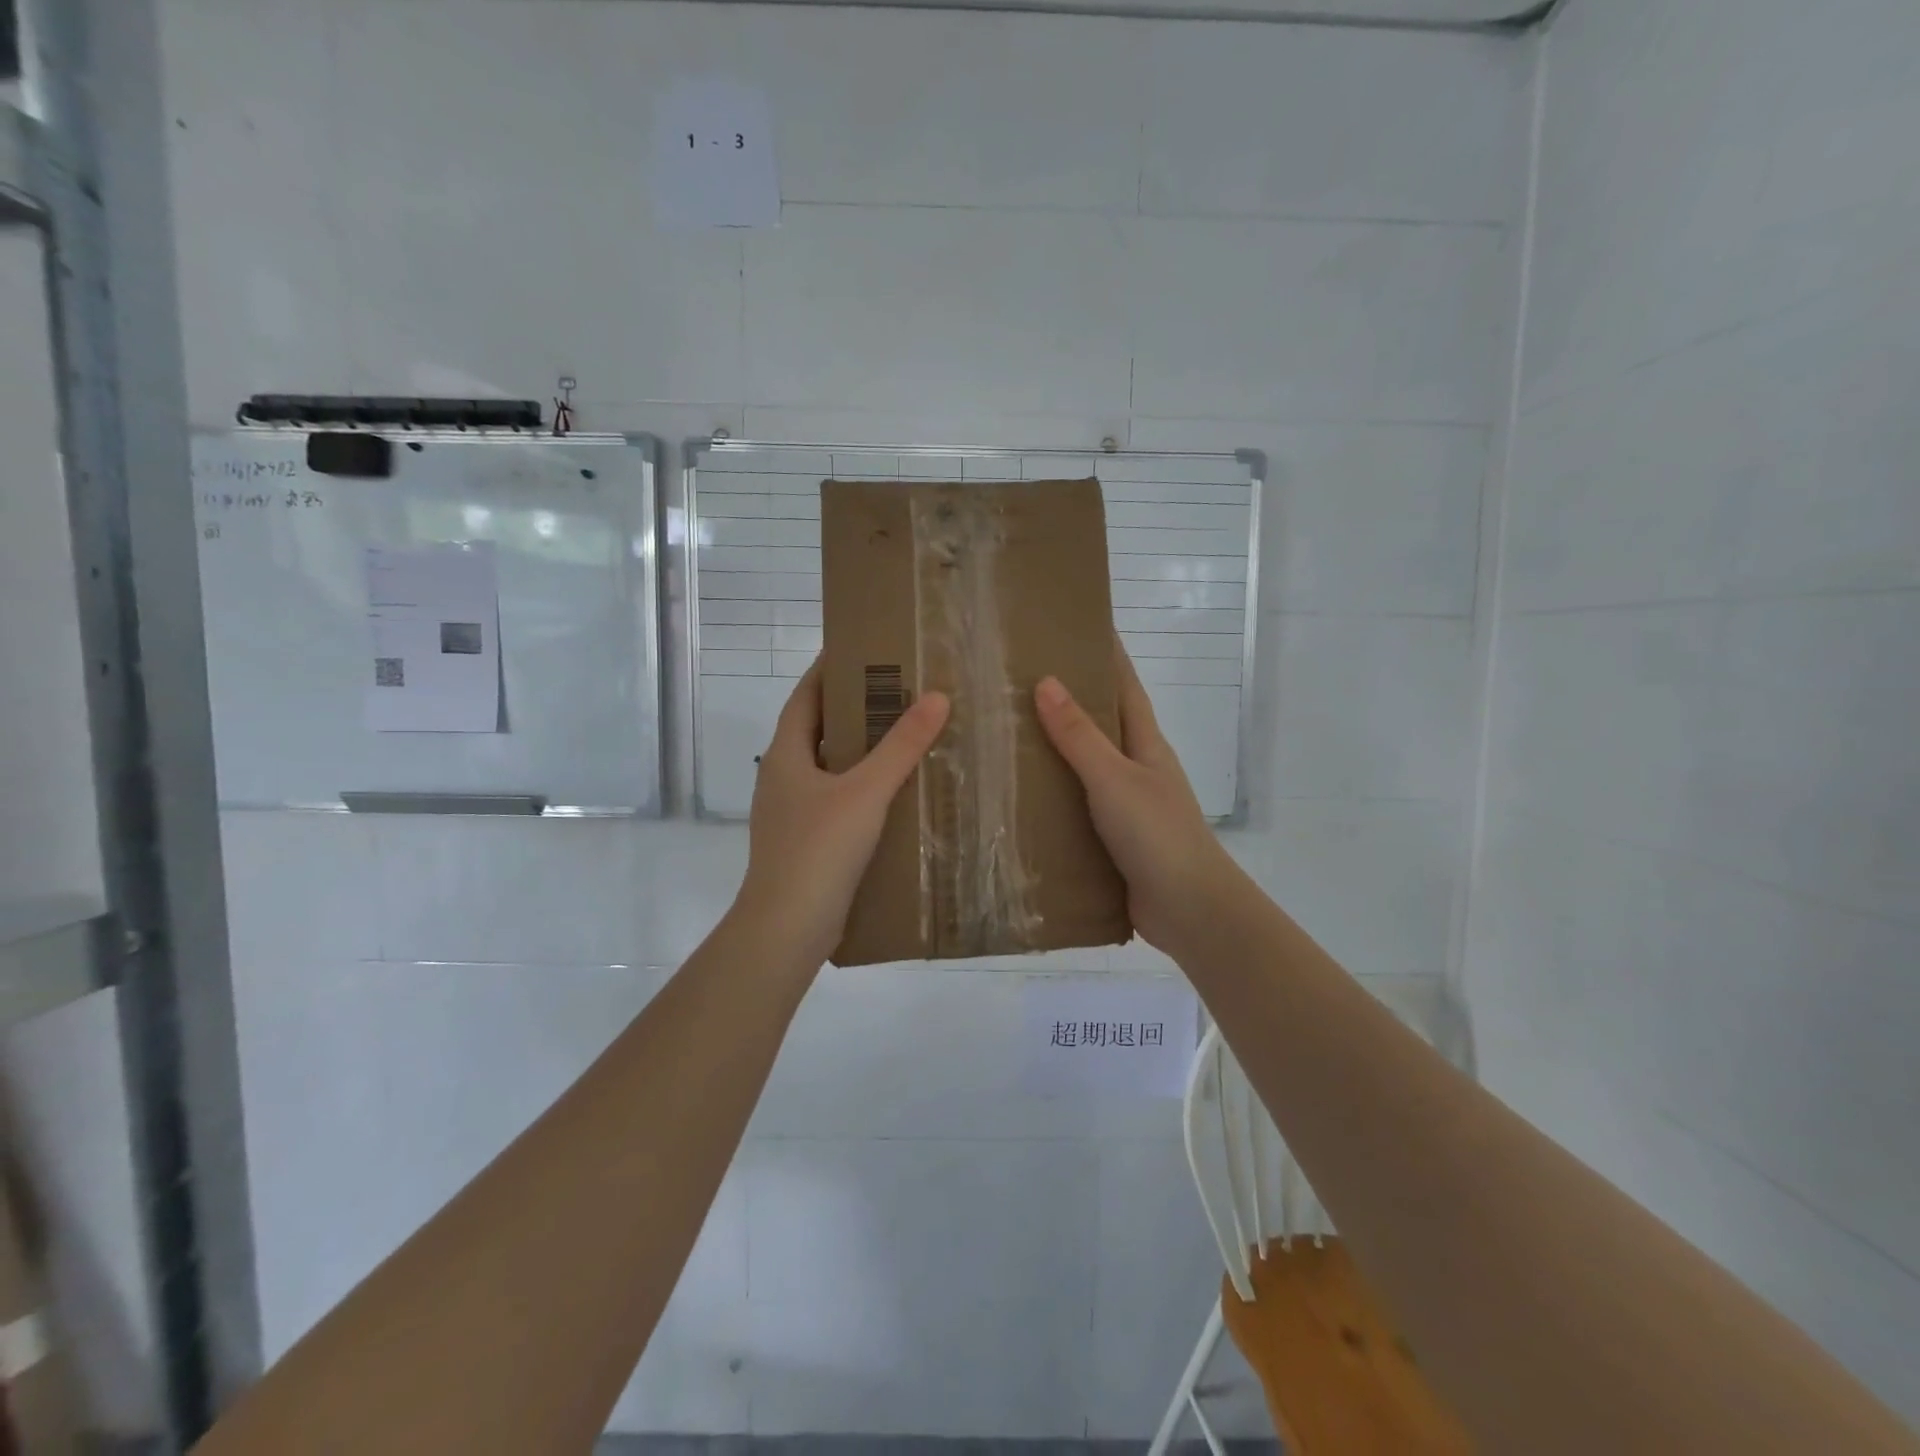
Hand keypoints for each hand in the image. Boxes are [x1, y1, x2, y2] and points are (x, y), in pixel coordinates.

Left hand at [735, 661, 950, 968]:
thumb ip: (901, 746)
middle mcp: (784, 778)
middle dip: (853, 709)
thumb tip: (937, 697)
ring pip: (829, 768)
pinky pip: (838, 801)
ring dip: (860, 751)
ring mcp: (793, 813)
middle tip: (897, 691)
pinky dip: (862, 788)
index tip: (861, 650)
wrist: (787, 928)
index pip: (805, 697)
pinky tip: (895, 794)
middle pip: (818, 730)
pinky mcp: (807, 843)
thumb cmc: (819, 849)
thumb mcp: (866, 792)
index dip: (828, 670)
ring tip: (904, 736)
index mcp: (786, 755)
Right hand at [1034, 642, 1236, 955]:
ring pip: (1081, 767)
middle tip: (1015, 679)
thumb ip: (1080, 735)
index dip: (1105, 655)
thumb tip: (1046, 681)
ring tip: (1001, 732)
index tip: (1074, 626)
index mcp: (1144, 744)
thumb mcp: (1114, 778)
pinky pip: (1072, 808)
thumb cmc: (1157, 834)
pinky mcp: (1107, 839)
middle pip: (1099, 723)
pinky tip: (1014, 797)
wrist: (1188, 910)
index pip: (1123, 685)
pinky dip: (1049, 798)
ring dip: (1050, 751)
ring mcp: (1121, 805)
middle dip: (1066, 699)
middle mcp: (1134, 768)